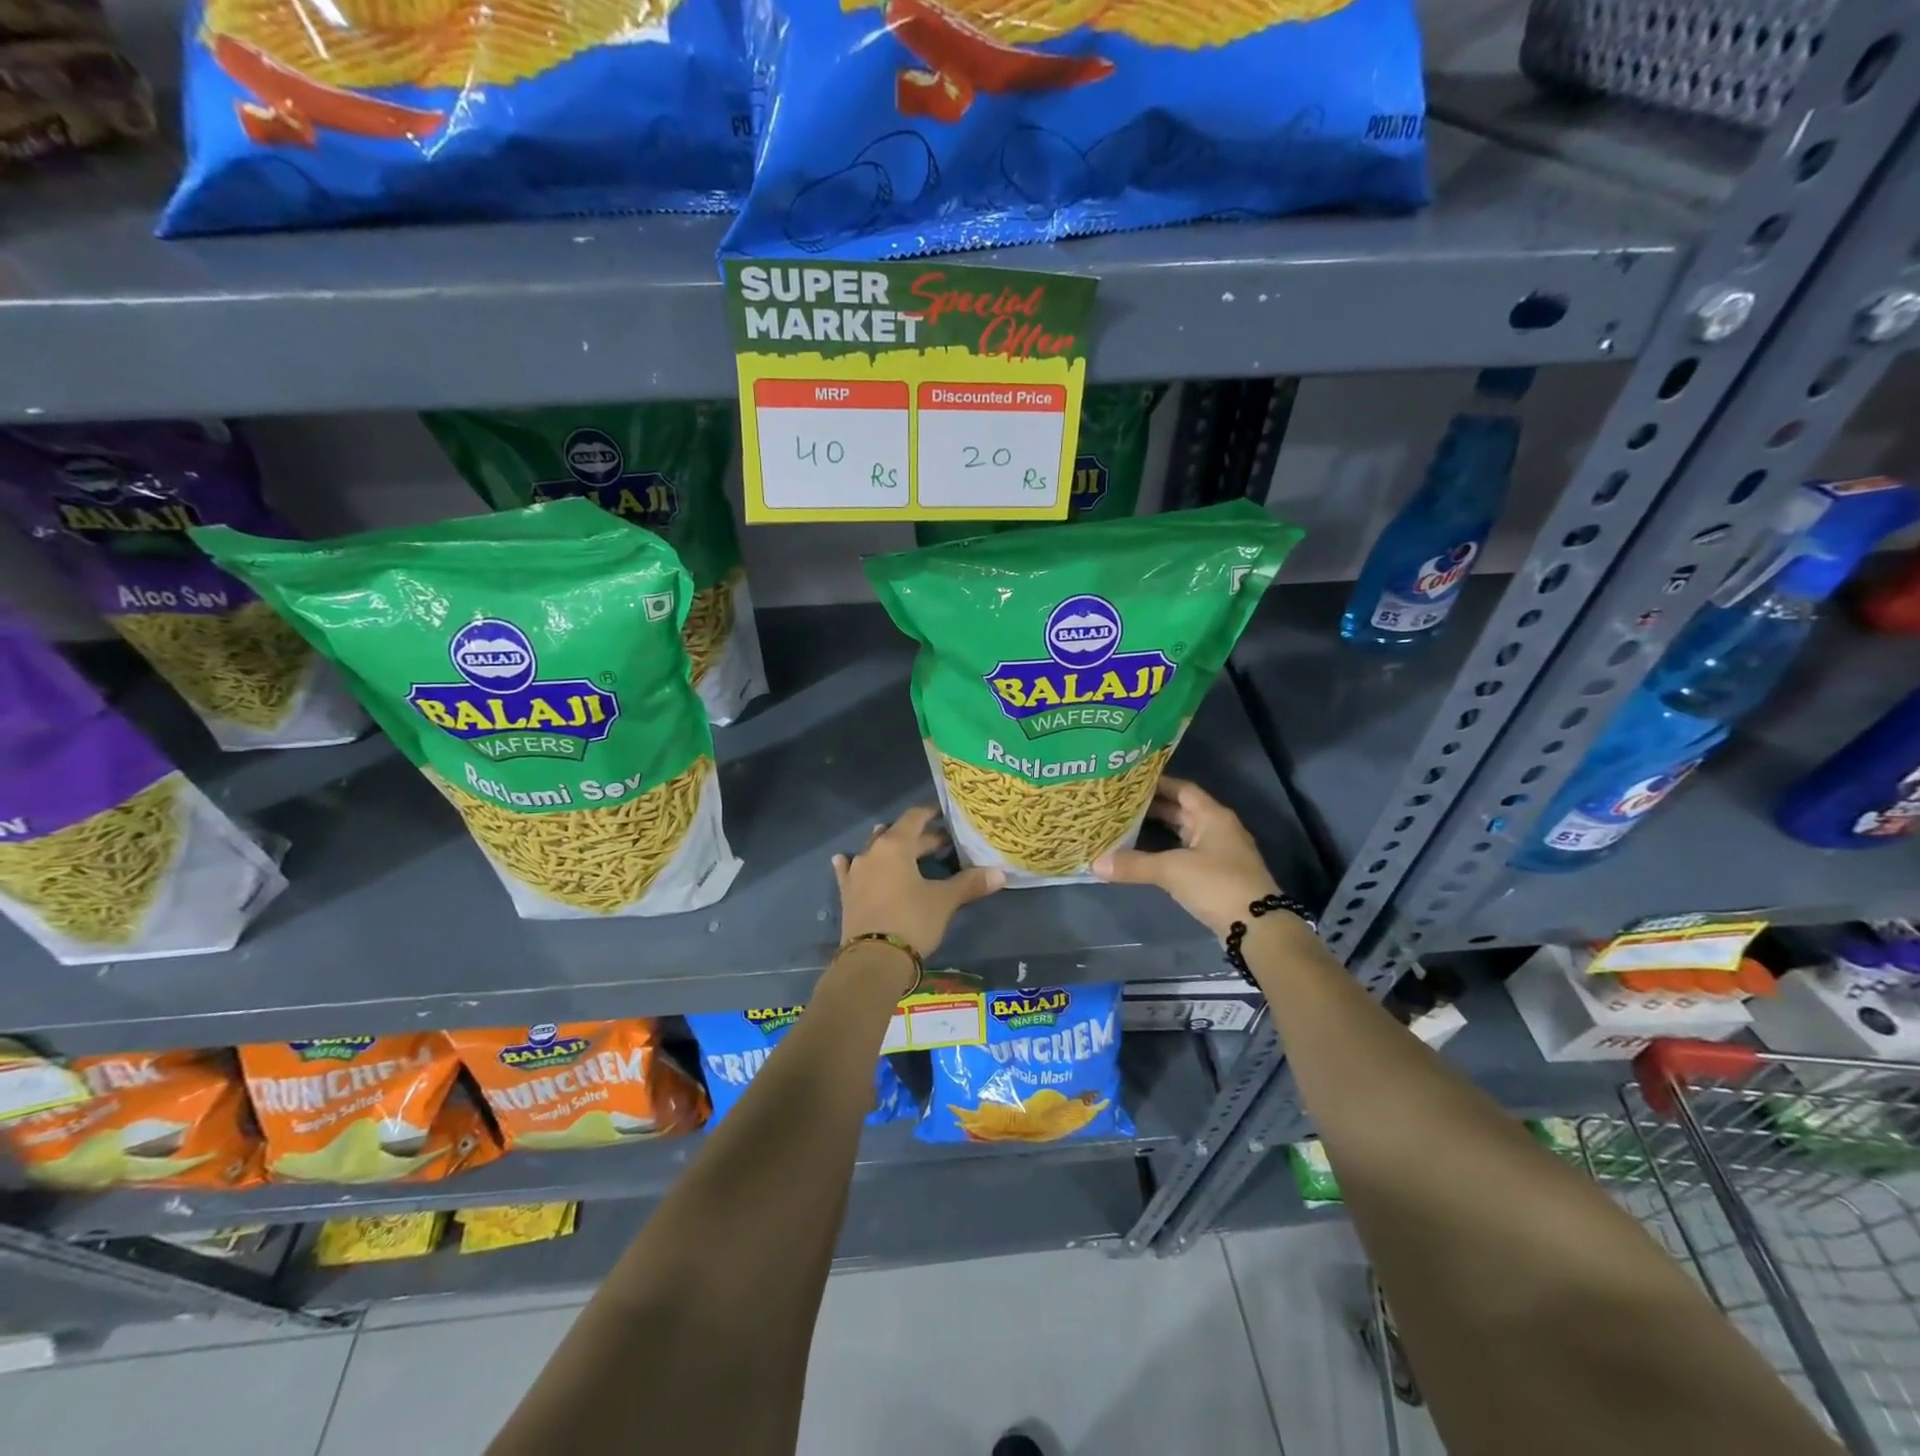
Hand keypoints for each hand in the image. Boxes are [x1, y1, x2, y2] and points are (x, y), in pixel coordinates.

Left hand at [832, 806, 1004, 960]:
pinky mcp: (847, 894)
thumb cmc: (911, 921)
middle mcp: (872, 852)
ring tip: (904, 848)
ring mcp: (856, 872)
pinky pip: (850, 871)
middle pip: (898, 835)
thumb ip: (969, 883)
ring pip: (874, 850)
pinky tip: (845, 859)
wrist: (873, 961)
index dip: (931, 812)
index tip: (946, 813)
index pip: (915, 817)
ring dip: (890, 847)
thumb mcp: (944, 901)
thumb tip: (1000, 873)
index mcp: (895, 846)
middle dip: (921, 838)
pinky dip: (853, 864)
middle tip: (944, 844)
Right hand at [1093, 776, 1283, 938]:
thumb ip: (1134, 864)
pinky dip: (1167, 851)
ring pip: (1185, 833)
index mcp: (1213, 816)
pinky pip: (1187, 853)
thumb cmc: (1217, 884)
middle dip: (1153, 807)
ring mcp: (1220, 853)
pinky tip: (1146, 856)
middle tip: (1120, 804)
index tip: (1129, 782)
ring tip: (1127, 826)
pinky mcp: (1218, 875)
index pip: (1182, 789)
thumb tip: (1095, 863)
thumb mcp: (1172, 871)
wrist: (1258, 927)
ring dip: (1160, 830)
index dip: (1158, 784)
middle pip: (1183, 810)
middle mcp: (1219, 828)